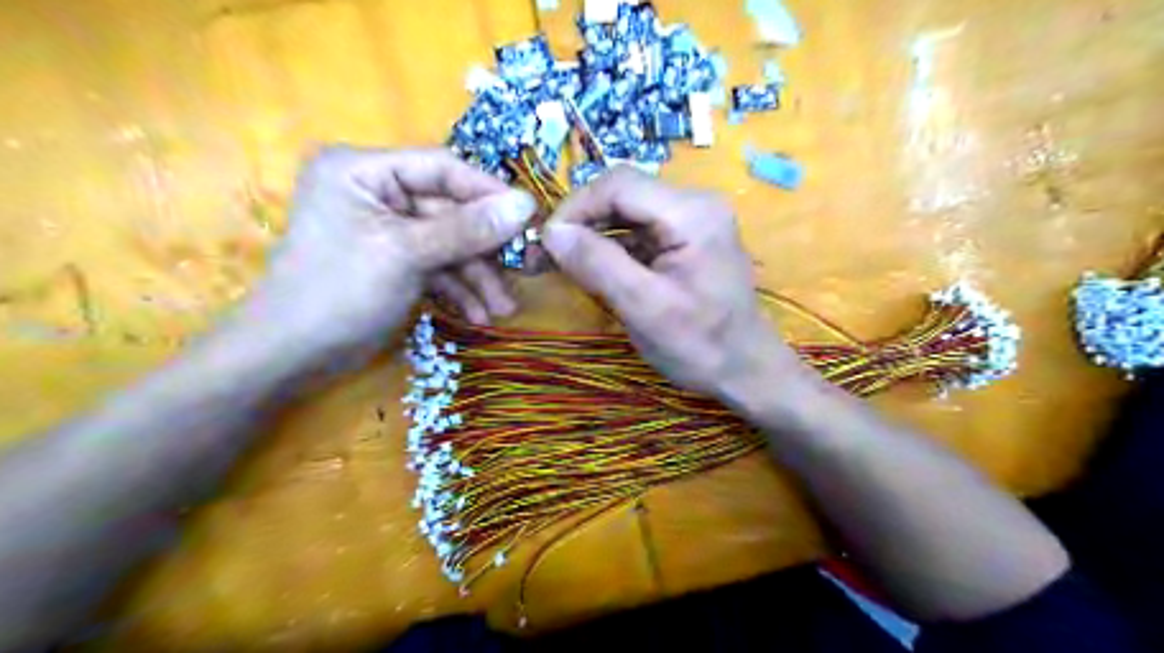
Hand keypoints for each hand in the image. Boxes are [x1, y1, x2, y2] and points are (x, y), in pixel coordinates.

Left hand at [247, 143, 538, 363]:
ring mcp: (388, 231)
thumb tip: (527, 205)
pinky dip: (459, 291)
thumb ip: (467, 229)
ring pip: (449, 245)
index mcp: (364, 171)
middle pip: (450, 212)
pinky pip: (437, 268)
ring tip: (503, 310)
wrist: (290, 359)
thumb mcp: (406, 254)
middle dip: (485, 250)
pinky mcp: (395, 263)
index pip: (441, 168)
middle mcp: (377, 193)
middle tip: (527, 270)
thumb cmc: (338, 292)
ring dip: (477, 278)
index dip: (488, 192)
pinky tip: (479, 316)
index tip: (530, 218)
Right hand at [541, 166, 805, 402]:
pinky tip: (593, 270)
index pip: (618, 184)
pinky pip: (638, 231)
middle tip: (545, 255)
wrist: (746, 370)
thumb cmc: (701, 345)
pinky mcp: (686, 239)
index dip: (575, 207)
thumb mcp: (644, 308)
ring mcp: (692, 220)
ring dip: (592, 235)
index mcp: (691, 213)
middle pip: (622, 193)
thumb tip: (552, 232)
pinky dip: (610, 248)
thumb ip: (598, 264)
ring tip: (561, 264)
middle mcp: (694, 204)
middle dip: (580, 221)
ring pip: (626, 212)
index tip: (545, 243)